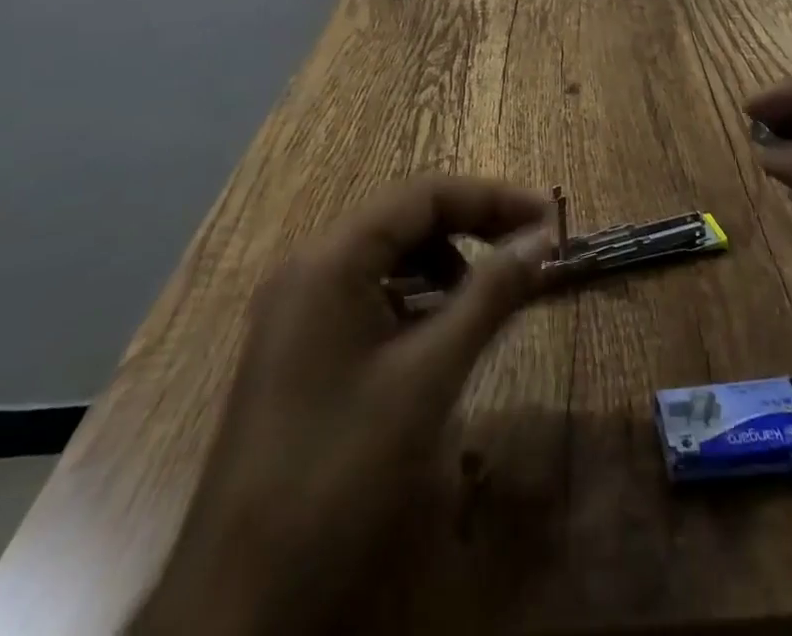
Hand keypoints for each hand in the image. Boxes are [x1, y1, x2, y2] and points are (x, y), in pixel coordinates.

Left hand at [132, 176, 553, 635]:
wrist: (241, 599)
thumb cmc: (340, 470)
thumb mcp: (428, 376)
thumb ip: (489, 295)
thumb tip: (541, 239)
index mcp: (331, 258)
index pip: (425, 195)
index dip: (493, 198)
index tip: (550, 220)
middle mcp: (309, 267)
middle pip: (405, 219)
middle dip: (473, 226)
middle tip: (530, 250)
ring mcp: (299, 307)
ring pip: (387, 256)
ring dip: (445, 262)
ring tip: (490, 295)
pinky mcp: (300, 346)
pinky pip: (369, 295)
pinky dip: (414, 297)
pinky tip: (441, 332)